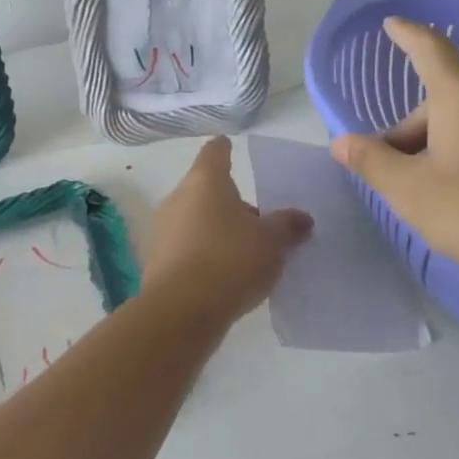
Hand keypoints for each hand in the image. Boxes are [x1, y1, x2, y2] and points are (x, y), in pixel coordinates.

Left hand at [141, 137, 311, 323]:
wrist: (181, 312)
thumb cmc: (231, 260)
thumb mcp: (272, 242)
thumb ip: (288, 225)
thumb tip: (302, 218)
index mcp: (205, 181)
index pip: (214, 153)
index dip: (224, 149)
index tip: (229, 146)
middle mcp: (178, 199)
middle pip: (206, 189)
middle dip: (230, 202)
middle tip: (259, 221)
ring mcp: (163, 231)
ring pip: (196, 219)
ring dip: (218, 229)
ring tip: (247, 252)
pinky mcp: (156, 262)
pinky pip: (187, 248)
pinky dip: (204, 253)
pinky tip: (225, 275)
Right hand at [330, 17, 458, 296]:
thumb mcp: (411, 191)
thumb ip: (372, 162)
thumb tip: (342, 142)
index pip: (430, 49)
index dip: (407, 35)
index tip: (392, 23)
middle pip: (445, 99)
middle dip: (413, 131)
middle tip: (395, 175)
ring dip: (443, 145)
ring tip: (433, 193)